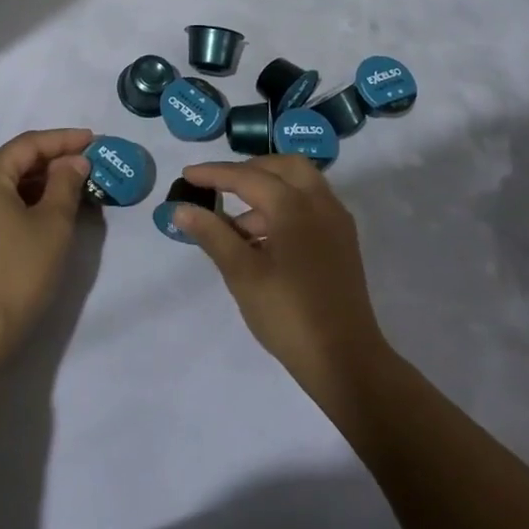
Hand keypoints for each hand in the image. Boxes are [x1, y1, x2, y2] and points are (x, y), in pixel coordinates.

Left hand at [0, 127, 92, 363]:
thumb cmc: (19, 272)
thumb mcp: (53, 224)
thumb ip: (66, 183)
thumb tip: (74, 162)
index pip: (27, 145)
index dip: (63, 140)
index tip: (93, 140)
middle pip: (12, 163)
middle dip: (51, 162)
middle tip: (86, 164)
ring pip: (3, 186)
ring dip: (37, 183)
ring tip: (72, 186)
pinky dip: (20, 202)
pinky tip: (45, 211)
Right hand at [178, 156, 388, 396]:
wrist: (346, 361)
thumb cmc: (289, 313)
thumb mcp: (242, 274)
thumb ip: (212, 234)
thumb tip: (182, 208)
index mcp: (294, 205)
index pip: (247, 177)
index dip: (214, 174)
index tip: (187, 174)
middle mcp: (320, 203)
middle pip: (284, 167)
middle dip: (250, 170)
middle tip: (221, 186)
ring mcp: (336, 223)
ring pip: (301, 185)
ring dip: (268, 191)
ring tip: (236, 225)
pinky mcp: (343, 243)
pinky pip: (311, 206)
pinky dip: (286, 208)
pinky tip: (263, 240)